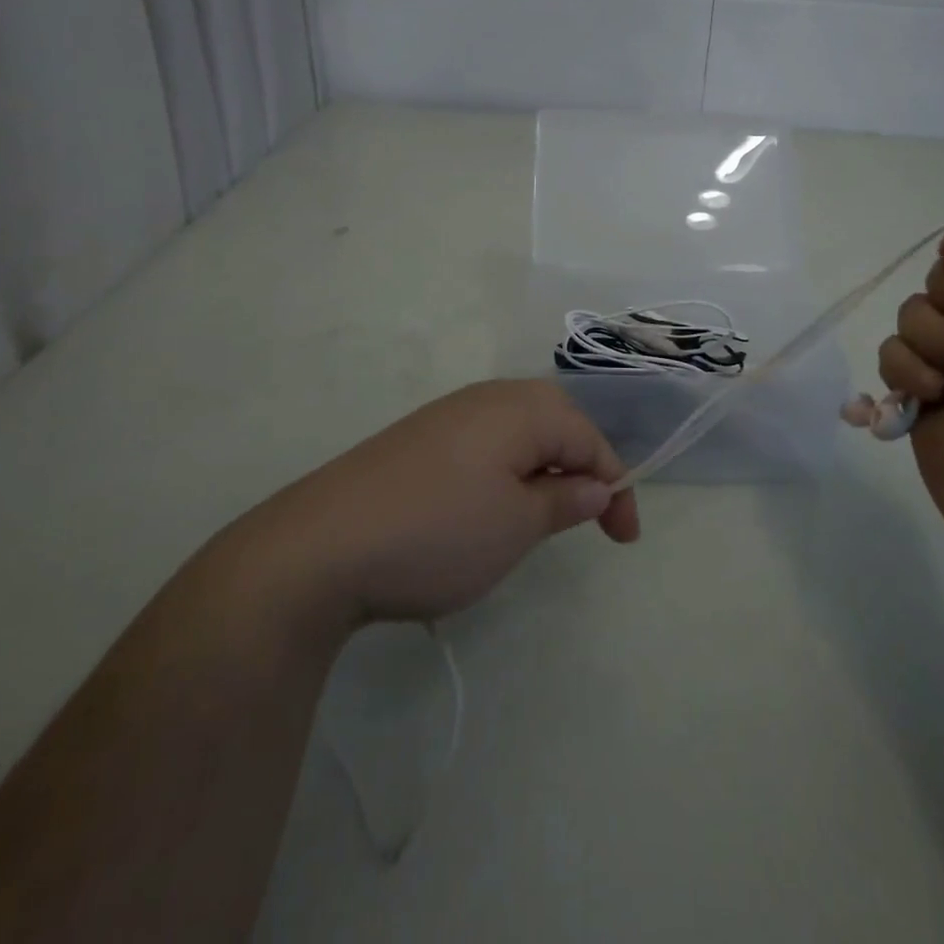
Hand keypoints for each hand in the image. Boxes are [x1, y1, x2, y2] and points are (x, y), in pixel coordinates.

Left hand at [252, 380, 639, 627]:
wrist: (320, 546)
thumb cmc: (439, 532)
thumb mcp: (517, 525)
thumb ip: (565, 501)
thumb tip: (595, 486)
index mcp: (520, 408)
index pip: (588, 438)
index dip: (615, 486)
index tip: (623, 539)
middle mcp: (485, 397)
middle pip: (554, 422)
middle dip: (579, 466)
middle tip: (588, 516)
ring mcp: (446, 415)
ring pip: (516, 432)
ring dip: (541, 468)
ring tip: (541, 516)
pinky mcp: (416, 439)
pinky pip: (482, 443)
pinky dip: (503, 471)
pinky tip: (486, 507)